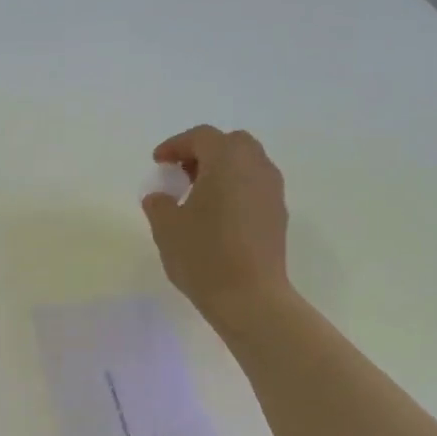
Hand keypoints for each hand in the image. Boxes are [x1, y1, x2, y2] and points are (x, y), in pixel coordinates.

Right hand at [142, 125, 291, 327]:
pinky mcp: (278, 215)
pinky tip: (217, 216)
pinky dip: (235, 190)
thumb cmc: (204, 255)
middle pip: (231, 144)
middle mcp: (256, 167)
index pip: (201, 138)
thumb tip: (160, 197)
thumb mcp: (167, 228)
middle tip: (181, 174)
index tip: (158, 162)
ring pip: (247, 165)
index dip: (176, 145)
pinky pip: (254, 188)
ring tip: (198, 196)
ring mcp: (272, 191)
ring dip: (222, 171)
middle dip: (204, 153)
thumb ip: (159, 204)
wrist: (250, 297)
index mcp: (227, 161)